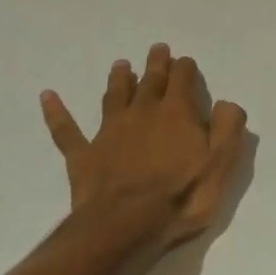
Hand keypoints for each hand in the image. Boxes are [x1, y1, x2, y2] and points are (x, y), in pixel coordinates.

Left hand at [40, 43, 247, 257]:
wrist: (126, 225)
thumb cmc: (182, 195)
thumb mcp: (221, 162)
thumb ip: (228, 127)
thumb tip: (225, 103)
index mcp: (177, 113)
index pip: (182, 79)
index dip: (185, 68)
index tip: (185, 62)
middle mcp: (143, 113)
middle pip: (150, 81)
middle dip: (156, 64)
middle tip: (157, 49)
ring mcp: (109, 132)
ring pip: (114, 96)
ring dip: (119, 79)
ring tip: (121, 65)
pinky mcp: (84, 155)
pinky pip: (66, 129)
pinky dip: (56, 111)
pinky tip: (47, 96)